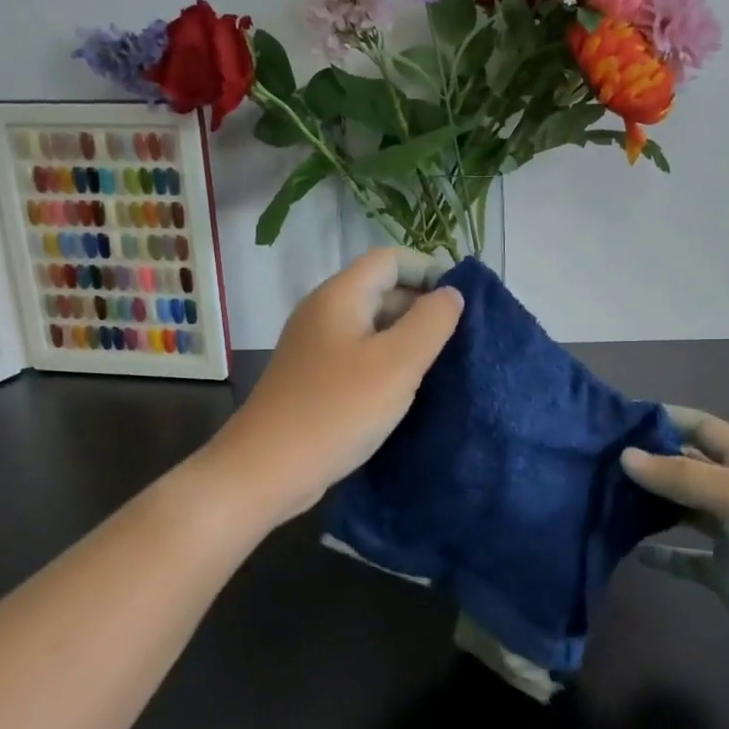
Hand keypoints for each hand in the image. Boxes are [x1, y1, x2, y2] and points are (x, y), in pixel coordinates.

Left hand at [209, 248, 463, 523]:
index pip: (391, 259)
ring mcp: (315, 346)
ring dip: (407, 338)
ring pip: (372, 326)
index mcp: (340, 295)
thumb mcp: (398, 363)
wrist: (266, 470)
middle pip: (381, 289)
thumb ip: (431, 321)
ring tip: (440, 365)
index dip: (429, 270)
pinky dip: (386, 363)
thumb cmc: (338, 409)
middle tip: (458, 340)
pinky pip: (359, 355)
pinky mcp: (314, 378)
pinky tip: (405, 390)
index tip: (462, 304)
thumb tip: (451, 293)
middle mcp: (324, 312)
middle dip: (422, 307)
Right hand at [621, 407, 728, 683]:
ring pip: (680, 509)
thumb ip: (682, 475)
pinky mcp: (723, 572)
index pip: (701, 427)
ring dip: (649, 503)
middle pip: (686, 466)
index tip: (618, 419)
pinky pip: (684, 556)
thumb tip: (626, 457)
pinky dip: (659, 553)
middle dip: (648, 460)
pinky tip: (631, 550)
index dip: (664, 418)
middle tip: (597, 459)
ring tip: (604, 497)